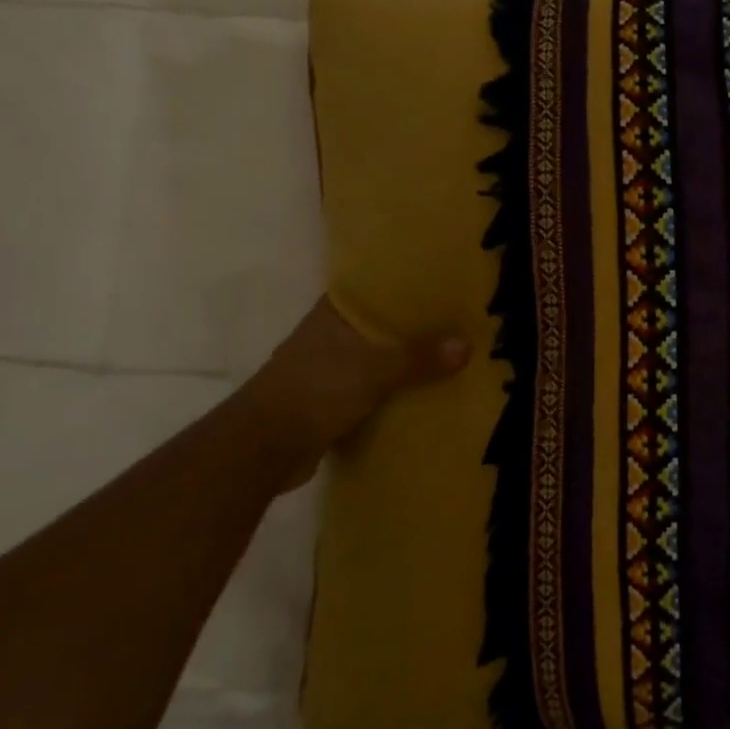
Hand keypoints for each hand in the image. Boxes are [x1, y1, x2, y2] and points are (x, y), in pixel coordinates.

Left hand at [236, 298, 467, 489]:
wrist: (263, 448)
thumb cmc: (316, 389)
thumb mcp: (375, 369)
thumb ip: (419, 358)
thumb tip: (466, 346)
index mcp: (335, 313)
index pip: (376, 286)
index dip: (406, 282)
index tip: (442, 280)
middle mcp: (330, 334)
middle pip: (381, 323)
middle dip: (414, 323)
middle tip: (459, 318)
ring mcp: (328, 368)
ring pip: (377, 356)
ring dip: (405, 358)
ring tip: (450, 352)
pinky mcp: (330, 399)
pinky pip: (373, 387)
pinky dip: (394, 388)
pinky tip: (424, 391)